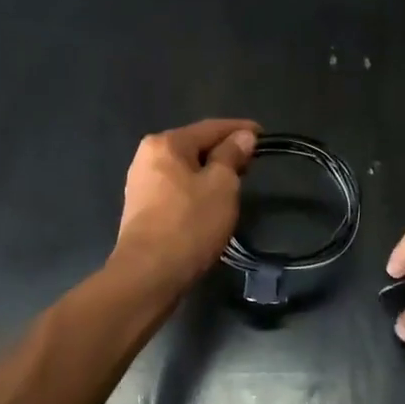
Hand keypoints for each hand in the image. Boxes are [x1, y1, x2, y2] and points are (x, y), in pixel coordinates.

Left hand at [109, 119, 259, 294]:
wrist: (147, 276)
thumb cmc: (189, 224)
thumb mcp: (221, 186)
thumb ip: (231, 156)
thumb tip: (242, 136)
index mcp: (166, 143)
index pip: (210, 127)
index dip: (239, 129)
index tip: (263, 135)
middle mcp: (148, 156)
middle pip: (195, 145)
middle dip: (224, 151)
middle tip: (252, 162)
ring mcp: (141, 182)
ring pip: (185, 167)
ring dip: (210, 171)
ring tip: (235, 181)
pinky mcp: (141, 207)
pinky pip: (176, 186)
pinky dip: (195, 187)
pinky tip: (209, 200)